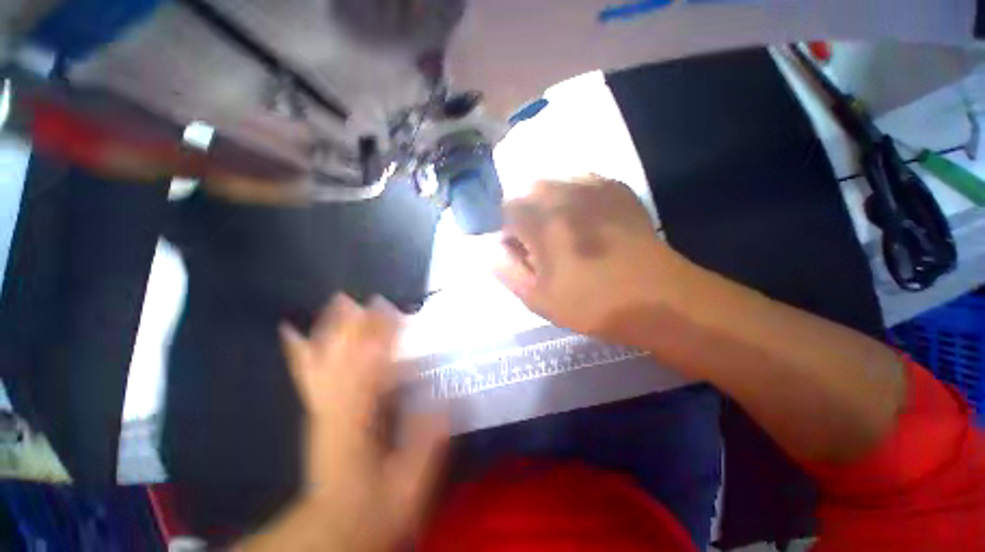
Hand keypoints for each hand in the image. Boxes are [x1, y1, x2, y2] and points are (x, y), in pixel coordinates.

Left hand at [246, 295, 447, 551]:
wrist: (335, 528)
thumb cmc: (376, 507)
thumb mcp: (410, 487)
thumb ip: (426, 445)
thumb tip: (443, 401)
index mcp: (358, 425)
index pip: (371, 371)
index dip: (382, 339)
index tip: (395, 312)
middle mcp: (334, 409)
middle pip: (343, 359)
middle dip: (356, 327)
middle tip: (370, 298)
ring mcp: (321, 408)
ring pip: (323, 361)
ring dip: (331, 330)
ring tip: (339, 302)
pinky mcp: (317, 411)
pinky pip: (307, 373)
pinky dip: (301, 351)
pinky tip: (292, 332)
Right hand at [494, 176, 680, 340]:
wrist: (655, 296)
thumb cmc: (589, 302)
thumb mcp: (535, 296)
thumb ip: (504, 267)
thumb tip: (491, 247)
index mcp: (539, 217)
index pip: (506, 211)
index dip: (511, 235)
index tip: (525, 255)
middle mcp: (562, 189)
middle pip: (528, 192)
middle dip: (528, 216)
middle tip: (544, 246)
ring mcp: (591, 183)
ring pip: (553, 185)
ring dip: (550, 206)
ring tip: (566, 234)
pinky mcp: (614, 186)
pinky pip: (579, 184)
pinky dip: (573, 200)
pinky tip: (587, 225)